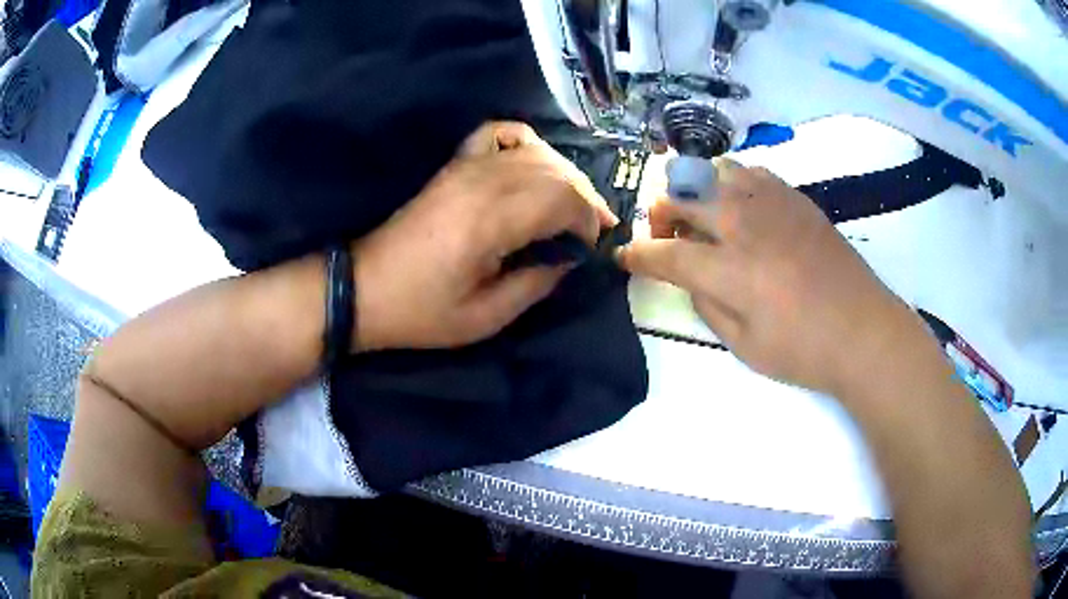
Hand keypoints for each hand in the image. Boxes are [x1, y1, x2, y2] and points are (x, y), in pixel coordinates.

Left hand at [353, 122, 617, 350]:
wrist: (365, 288)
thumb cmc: (422, 311)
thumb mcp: (485, 317)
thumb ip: (535, 284)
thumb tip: (568, 258)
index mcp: (491, 221)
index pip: (563, 198)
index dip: (587, 220)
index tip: (590, 247)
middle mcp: (482, 182)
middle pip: (555, 172)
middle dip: (584, 199)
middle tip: (592, 228)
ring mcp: (466, 167)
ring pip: (535, 152)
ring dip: (564, 175)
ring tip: (573, 203)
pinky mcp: (454, 165)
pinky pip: (497, 134)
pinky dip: (524, 141)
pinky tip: (534, 161)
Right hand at [617, 160, 926, 395]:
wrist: (863, 329)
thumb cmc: (803, 349)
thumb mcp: (743, 346)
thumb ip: (707, 306)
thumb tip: (692, 278)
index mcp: (728, 270)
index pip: (664, 252)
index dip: (637, 255)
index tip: (623, 256)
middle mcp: (743, 224)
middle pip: (681, 197)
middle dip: (659, 214)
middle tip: (665, 234)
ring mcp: (770, 203)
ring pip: (713, 171)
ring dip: (695, 190)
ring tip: (704, 215)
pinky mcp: (794, 197)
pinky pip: (749, 172)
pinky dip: (731, 183)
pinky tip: (741, 206)